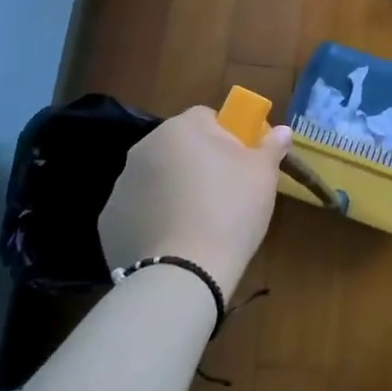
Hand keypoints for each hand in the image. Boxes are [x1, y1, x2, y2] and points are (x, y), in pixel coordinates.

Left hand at [99, 106, 291, 301]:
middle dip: (198, 163)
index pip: (208, 117)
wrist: (183, 273)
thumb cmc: (230, 211)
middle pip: (179, 146)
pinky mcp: (109, 220)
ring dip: (174, 189)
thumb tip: (281, 130)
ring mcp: (122, 184)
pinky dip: (154, 219)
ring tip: (198, 223)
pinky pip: (139, 210)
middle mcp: (145, 147)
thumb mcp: (263, 175)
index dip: (228, 138)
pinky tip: (173, 242)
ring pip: (157, 177)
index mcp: (182, 128)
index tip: (241, 164)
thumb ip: (271, 146)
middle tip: (223, 194)